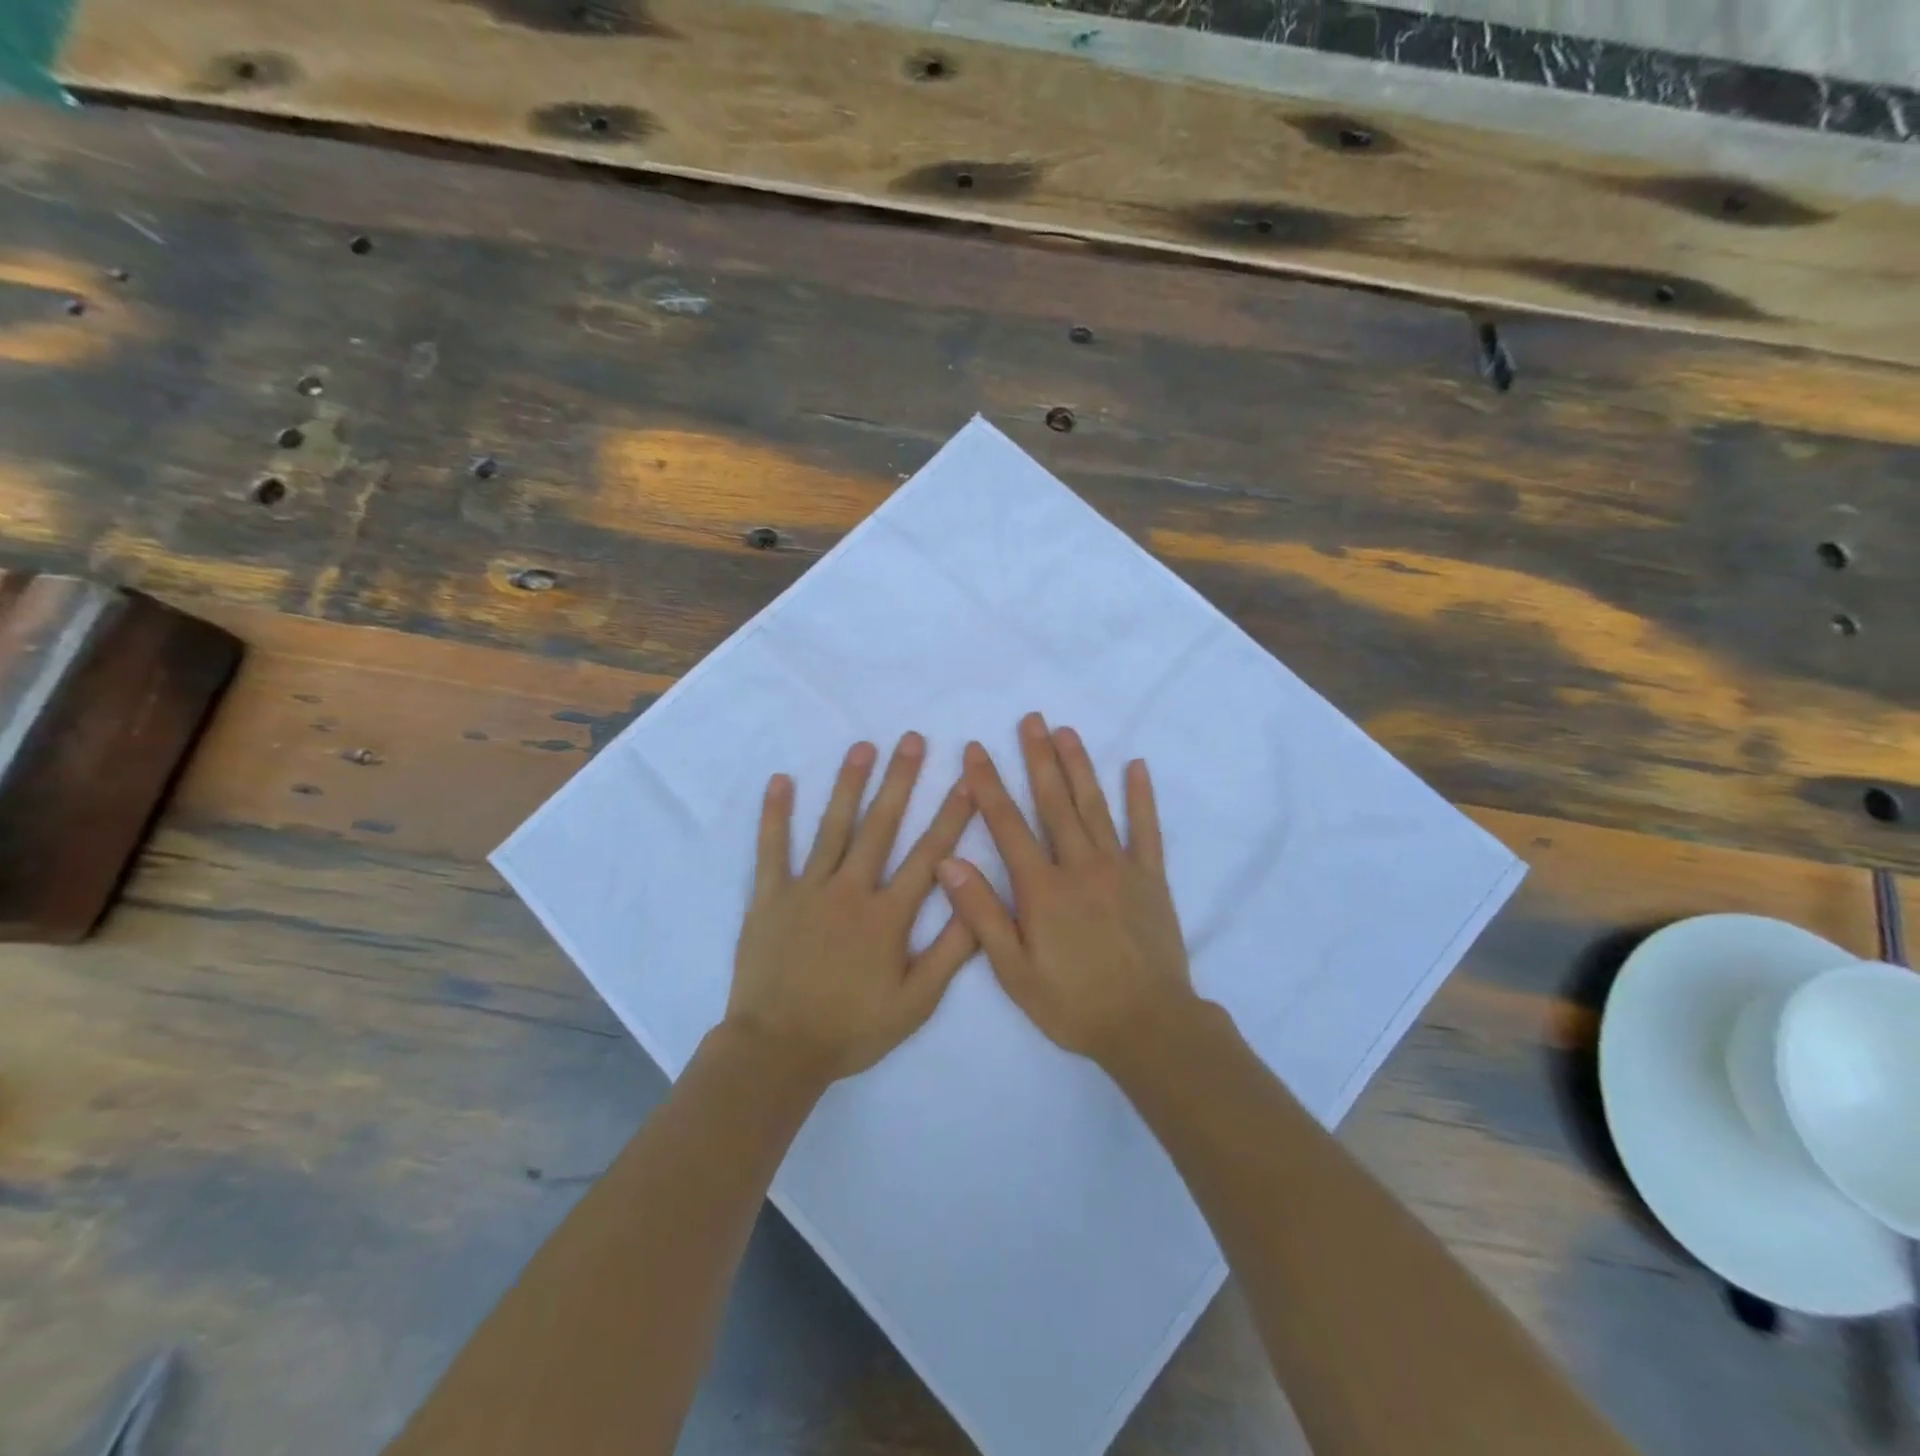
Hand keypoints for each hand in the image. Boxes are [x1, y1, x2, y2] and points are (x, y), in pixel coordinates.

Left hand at [728, 733, 977, 1084]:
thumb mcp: (915, 1003)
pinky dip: (775, 815)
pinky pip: (772, 849)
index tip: (966, 781)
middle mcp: (850, 891)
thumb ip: (950, 953)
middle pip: (880, 826)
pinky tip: (781, 781)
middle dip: (900, 780)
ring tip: (863, 746)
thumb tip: (976, 903)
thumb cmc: (851, 1029)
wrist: (778, 1050)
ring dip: (849, 784)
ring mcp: (807, 890)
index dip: (951, 816)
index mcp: (888, 916)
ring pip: (833, 827)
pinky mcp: (770, 898)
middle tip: (913, 739)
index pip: (929, 856)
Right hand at [936, 713, 1194, 1065]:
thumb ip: (980, 914)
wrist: (1148, 1026)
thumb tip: (947, 862)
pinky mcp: (1151, 879)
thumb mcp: (1014, 970)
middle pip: (1054, 802)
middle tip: (1030, 719)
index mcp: (1042, 888)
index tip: (975, 750)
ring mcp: (1120, 868)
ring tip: (1066, 731)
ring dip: (1078, 766)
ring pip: (1095, 806)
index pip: (1007, 824)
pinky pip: (1146, 830)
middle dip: (1037, 758)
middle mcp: (1080, 865)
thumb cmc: (1072, 1003)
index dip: (988, 784)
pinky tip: (1136, 767)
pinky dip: (1141, 798)